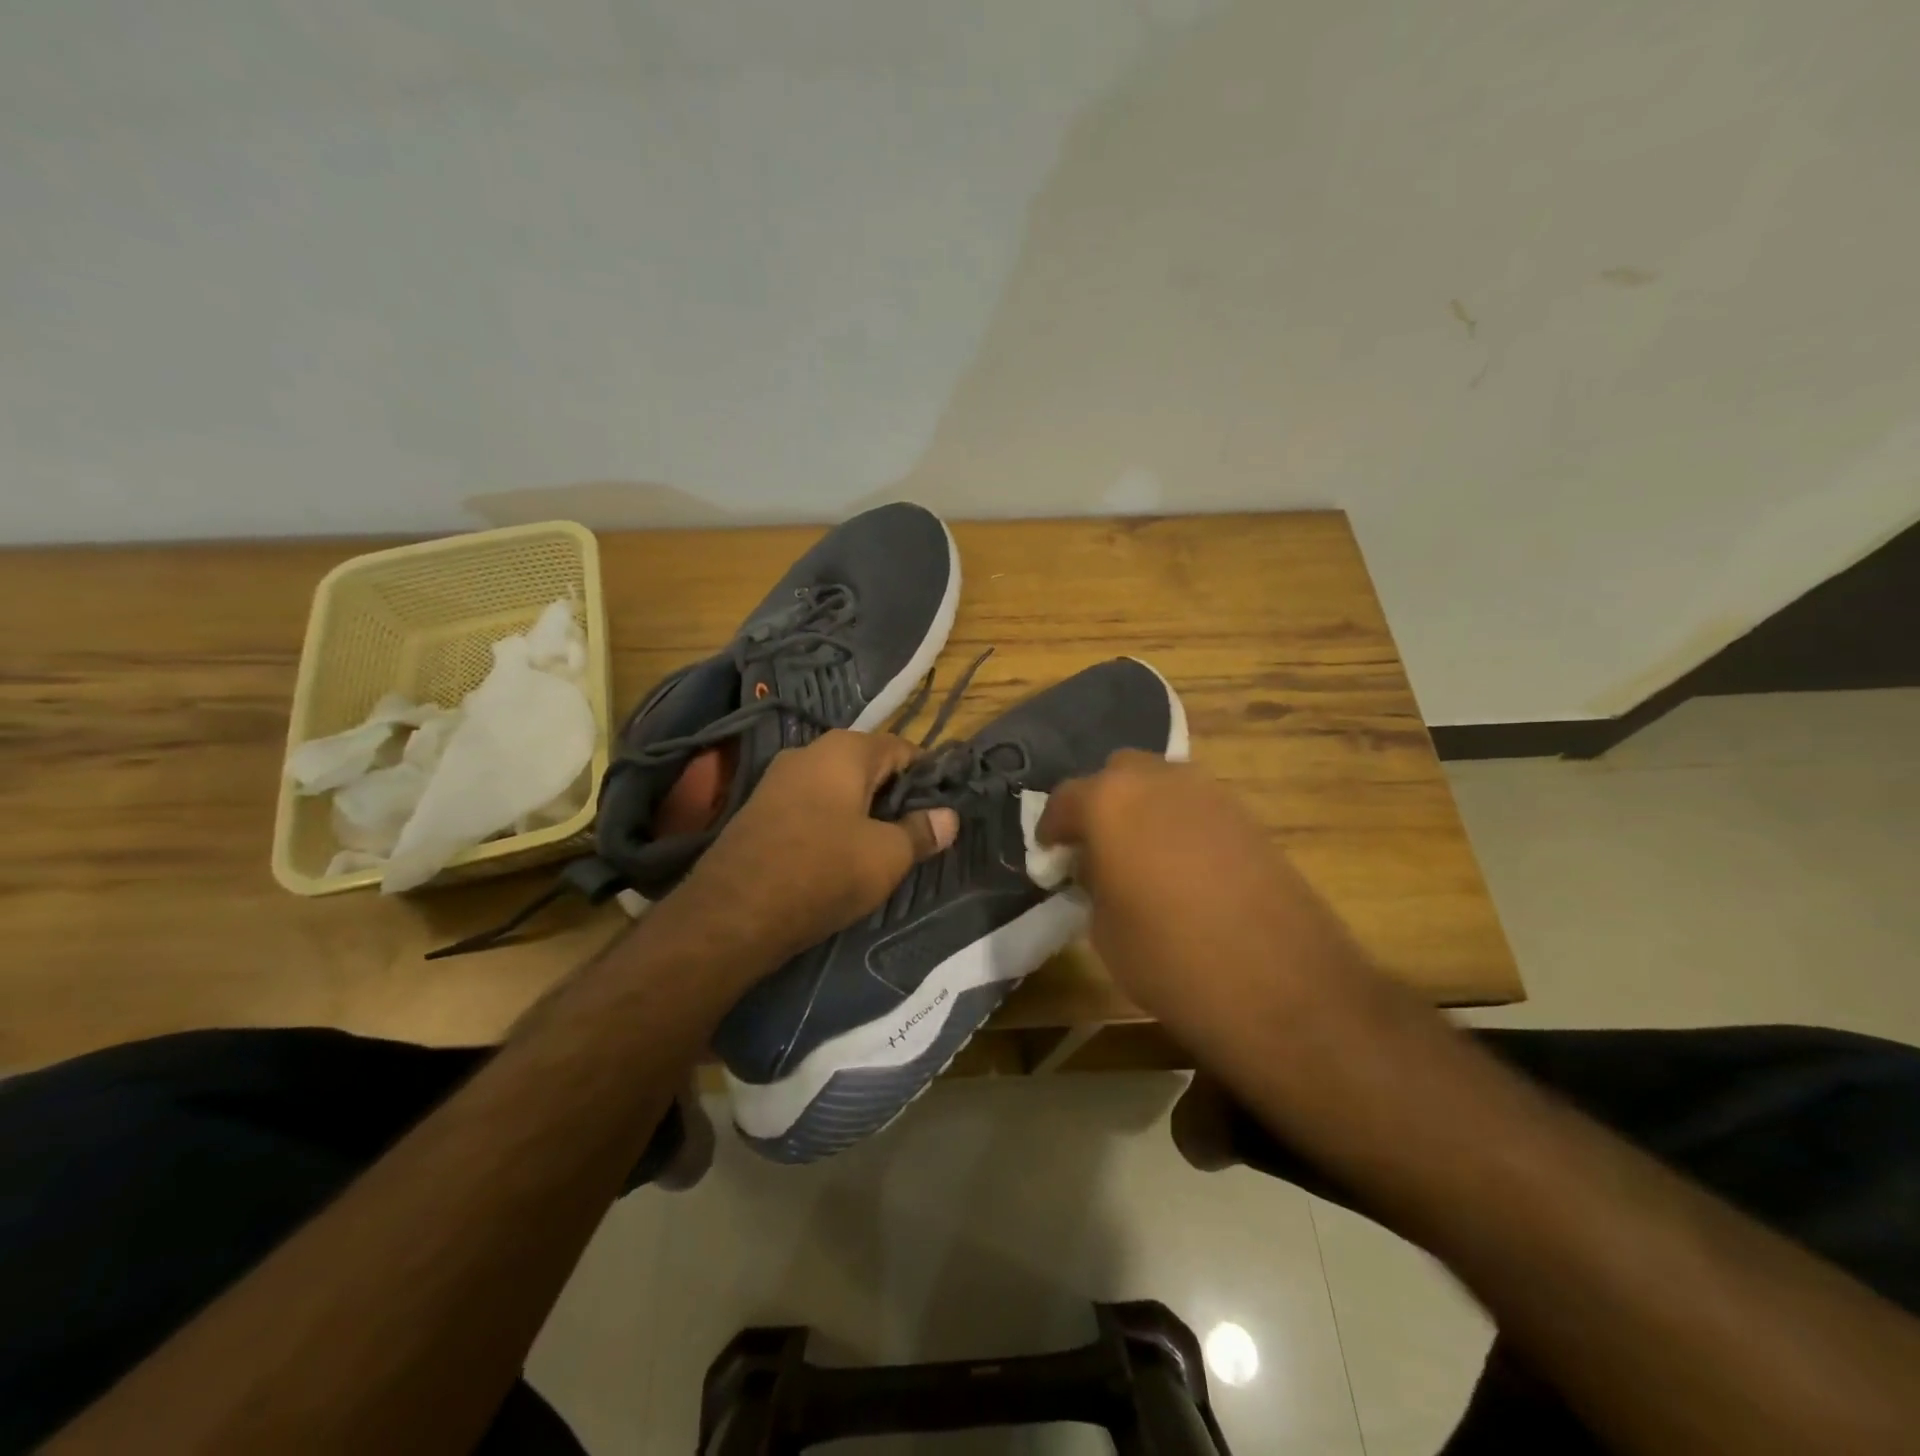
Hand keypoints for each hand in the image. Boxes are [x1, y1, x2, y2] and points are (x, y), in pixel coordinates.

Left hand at [667, 730, 957, 964]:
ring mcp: (778, 779)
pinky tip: (839, 855)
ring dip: (863, 811)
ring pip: (837, 787)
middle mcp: (809, 751)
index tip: (944, 807)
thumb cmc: (823, 871)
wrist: (732, 913)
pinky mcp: (758, 809)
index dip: (928, 776)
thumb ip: (921, 831)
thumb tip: (949, 816)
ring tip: (882, 847)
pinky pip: (810, 806)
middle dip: (895, 795)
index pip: (902, 749)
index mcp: (845, 750)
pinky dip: (832, 823)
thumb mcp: (887, 856)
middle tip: (917, 831)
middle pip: (868, 765)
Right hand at [1037, 752, 1373, 1052]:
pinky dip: (1180, 824)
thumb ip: (1092, 882)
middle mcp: (1158, 780)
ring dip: (1143, 810)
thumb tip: (1097, 867)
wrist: (1282, 985)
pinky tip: (1183, 867)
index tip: (1050, 856)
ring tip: (1141, 857)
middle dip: (1101, 804)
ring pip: (1161, 784)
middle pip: (1117, 775)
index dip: (1052, 829)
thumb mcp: (1104, 929)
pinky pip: (1197, 807)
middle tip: (1097, 848)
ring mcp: (1210, 793)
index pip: (1065, 799)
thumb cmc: (1170, 959)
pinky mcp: (1248, 816)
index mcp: (1110, 801)